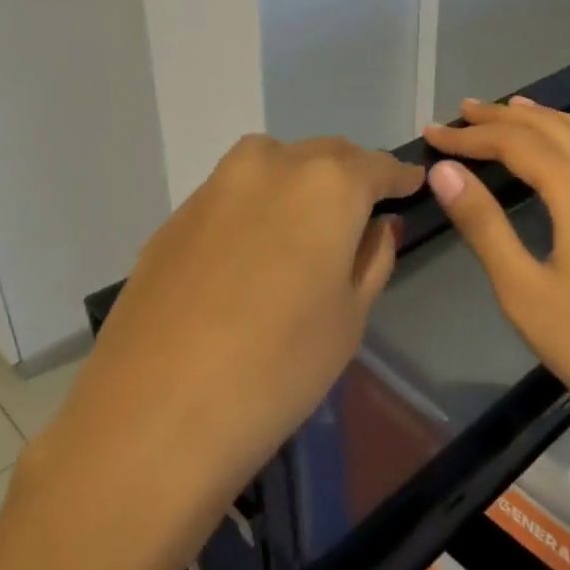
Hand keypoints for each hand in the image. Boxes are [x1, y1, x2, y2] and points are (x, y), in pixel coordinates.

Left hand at [33, 134, 423, 510]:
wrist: (156, 414)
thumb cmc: (280, 367)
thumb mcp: (350, 316)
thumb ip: (372, 258)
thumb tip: (379, 225)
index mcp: (328, 184)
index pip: (377, 166)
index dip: (400, 177)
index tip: (413, 185)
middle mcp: (271, 165)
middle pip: (325, 155)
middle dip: (351, 175)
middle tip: (364, 209)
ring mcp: (216, 186)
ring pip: (274, 164)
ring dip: (300, 182)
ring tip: (308, 225)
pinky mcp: (175, 217)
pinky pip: (234, 194)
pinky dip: (257, 207)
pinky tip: (254, 253)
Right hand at [423, 98, 569, 450]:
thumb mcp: (522, 290)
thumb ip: (483, 224)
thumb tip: (444, 171)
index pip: (518, 145)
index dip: (472, 136)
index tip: (432, 134)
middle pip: (554, 128)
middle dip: (505, 117)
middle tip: (462, 113)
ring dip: (544, 119)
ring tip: (509, 112)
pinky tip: (562, 149)